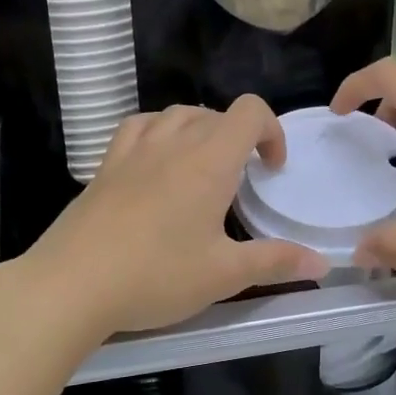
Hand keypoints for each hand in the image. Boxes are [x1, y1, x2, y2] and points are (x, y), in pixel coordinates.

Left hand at [18, 96, 329, 337]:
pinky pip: (138, 127)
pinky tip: (156, 160)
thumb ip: (275, 262)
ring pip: (175, 114)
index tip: (272, 169)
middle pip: (214, 113)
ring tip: (202, 165)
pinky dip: (157, 131)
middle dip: (238, 137)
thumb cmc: (157, 276)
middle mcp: (172, 143)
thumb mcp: (223, 275)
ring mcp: (133, 150)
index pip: (249, 112)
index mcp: (209, 161)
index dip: (271, 130)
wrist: (73, 283)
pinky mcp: (105, 165)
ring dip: (199, 128)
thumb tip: (322, 263)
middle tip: (241, 180)